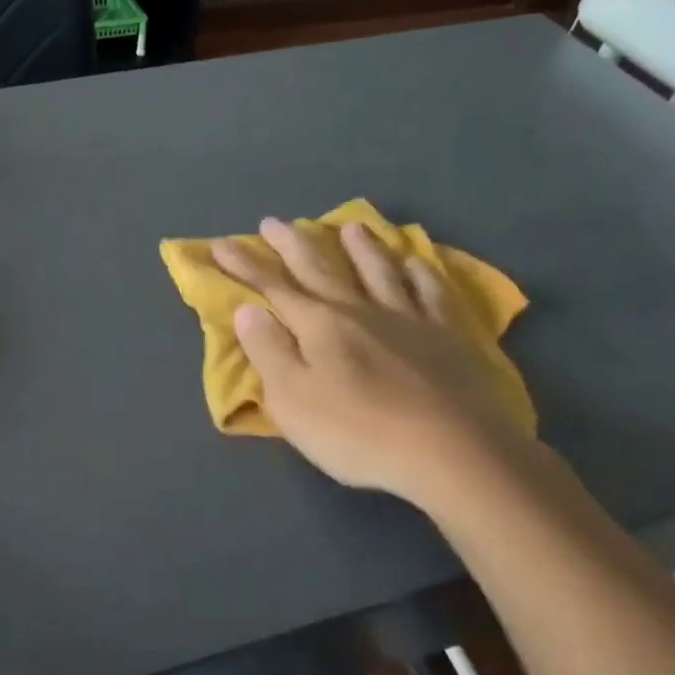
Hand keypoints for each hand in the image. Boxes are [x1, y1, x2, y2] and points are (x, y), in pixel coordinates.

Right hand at [211, 218, 534, 512]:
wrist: (453, 452)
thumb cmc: (358, 432)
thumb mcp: (293, 400)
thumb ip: (268, 351)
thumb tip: (247, 309)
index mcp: (319, 325)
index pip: (273, 287)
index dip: (245, 265)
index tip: (221, 244)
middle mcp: (360, 310)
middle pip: (321, 269)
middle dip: (293, 244)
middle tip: (274, 222)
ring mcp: (409, 319)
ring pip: (379, 271)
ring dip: (360, 247)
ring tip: (350, 226)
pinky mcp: (449, 336)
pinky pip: (432, 293)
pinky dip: (420, 273)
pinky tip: (415, 262)